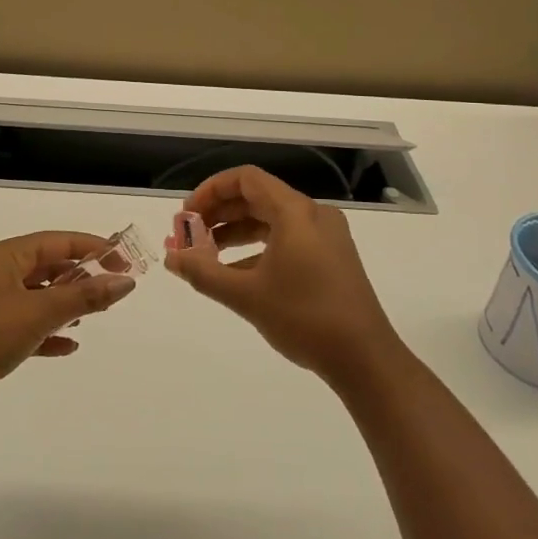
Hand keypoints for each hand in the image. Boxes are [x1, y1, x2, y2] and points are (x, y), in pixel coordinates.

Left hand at [0, 231, 136, 422]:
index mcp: (7, 257)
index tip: (124, 259)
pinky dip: (50, 332)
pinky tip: (69, 345)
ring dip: (68, 302)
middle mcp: (0, 274)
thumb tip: (125, 281)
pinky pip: (29, 326)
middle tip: (115, 287)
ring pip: (40, 296)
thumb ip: (85, 296)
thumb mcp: (40, 311)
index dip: (92, 247)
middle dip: (82, 275)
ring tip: (97, 313)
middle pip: (49, 267)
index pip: (58, 242)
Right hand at [165, 166, 399, 385]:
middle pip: (257, 197)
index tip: (187, 215)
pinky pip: (287, 239)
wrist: (366, 360)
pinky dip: (258, 248)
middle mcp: (313, 215)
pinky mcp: (332, 258)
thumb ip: (203, 272)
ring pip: (271, 220)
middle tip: (190, 235)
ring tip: (206, 255)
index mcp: (295, 212)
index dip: (211, 190)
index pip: (246, 179)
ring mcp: (326, 237)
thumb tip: (171, 258)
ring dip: (236, 232)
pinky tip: (236, 275)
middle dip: (219, 213)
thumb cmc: (304, 318)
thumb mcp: (246, 295)